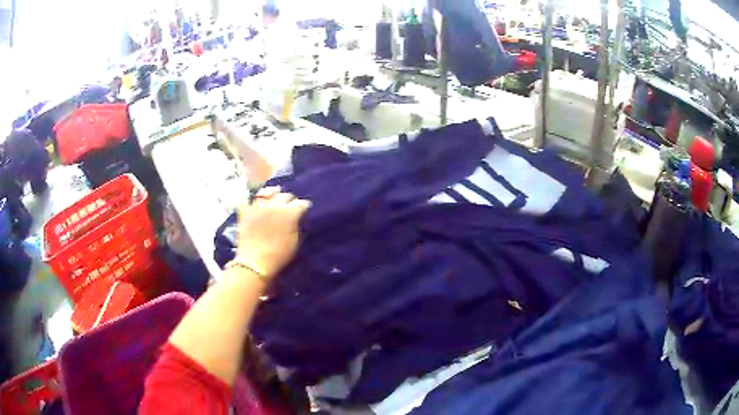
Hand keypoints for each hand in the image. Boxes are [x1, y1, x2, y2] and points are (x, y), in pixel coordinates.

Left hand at [235, 187, 310, 280]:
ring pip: (268, 191)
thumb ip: (296, 224)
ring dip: (274, 194)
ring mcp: (258, 205)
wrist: (255, 262)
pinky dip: (256, 200)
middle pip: (285, 195)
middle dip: (290, 200)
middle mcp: (274, 205)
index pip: (301, 203)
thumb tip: (297, 217)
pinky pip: (251, 199)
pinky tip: (259, 202)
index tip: (304, 210)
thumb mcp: (295, 240)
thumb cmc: (279, 255)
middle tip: (290, 206)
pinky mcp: (246, 210)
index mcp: (289, 213)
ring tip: (274, 197)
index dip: (304, 207)